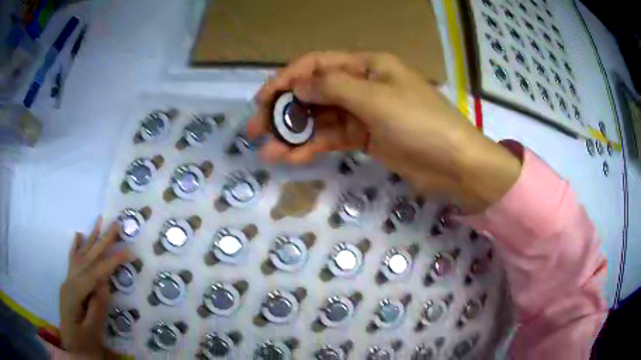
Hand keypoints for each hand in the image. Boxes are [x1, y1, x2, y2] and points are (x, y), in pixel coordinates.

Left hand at [59, 216, 131, 356]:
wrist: (73, 352)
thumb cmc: (84, 345)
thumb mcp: (92, 332)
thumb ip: (97, 307)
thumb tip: (105, 283)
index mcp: (74, 294)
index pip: (94, 274)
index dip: (111, 262)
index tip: (129, 252)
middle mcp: (69, 283)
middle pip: (87, 259)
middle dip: (102, 241)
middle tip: (115, 225)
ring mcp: (68, 283)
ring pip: (80, 257)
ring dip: (90, 239)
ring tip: (98, 221)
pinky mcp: (70, 287)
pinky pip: (72, 263)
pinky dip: (75, 248)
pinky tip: (78, 236)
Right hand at [248, 51, 520, 211]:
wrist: (455, 165)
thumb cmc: (421, 123)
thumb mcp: (377, 98)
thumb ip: (333, 87)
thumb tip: (297, 85)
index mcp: (367, 65)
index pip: (317, 65)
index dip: (287, 79)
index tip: (263, 100)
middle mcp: (362, 84)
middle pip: (314, 92)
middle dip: (284, 110)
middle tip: (256, 129)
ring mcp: (363, 113)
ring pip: (320, 118)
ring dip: (294, 134)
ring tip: (269, 151)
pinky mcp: (365, 138)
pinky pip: (333, 138)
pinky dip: (313, 147)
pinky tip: (292, 158)